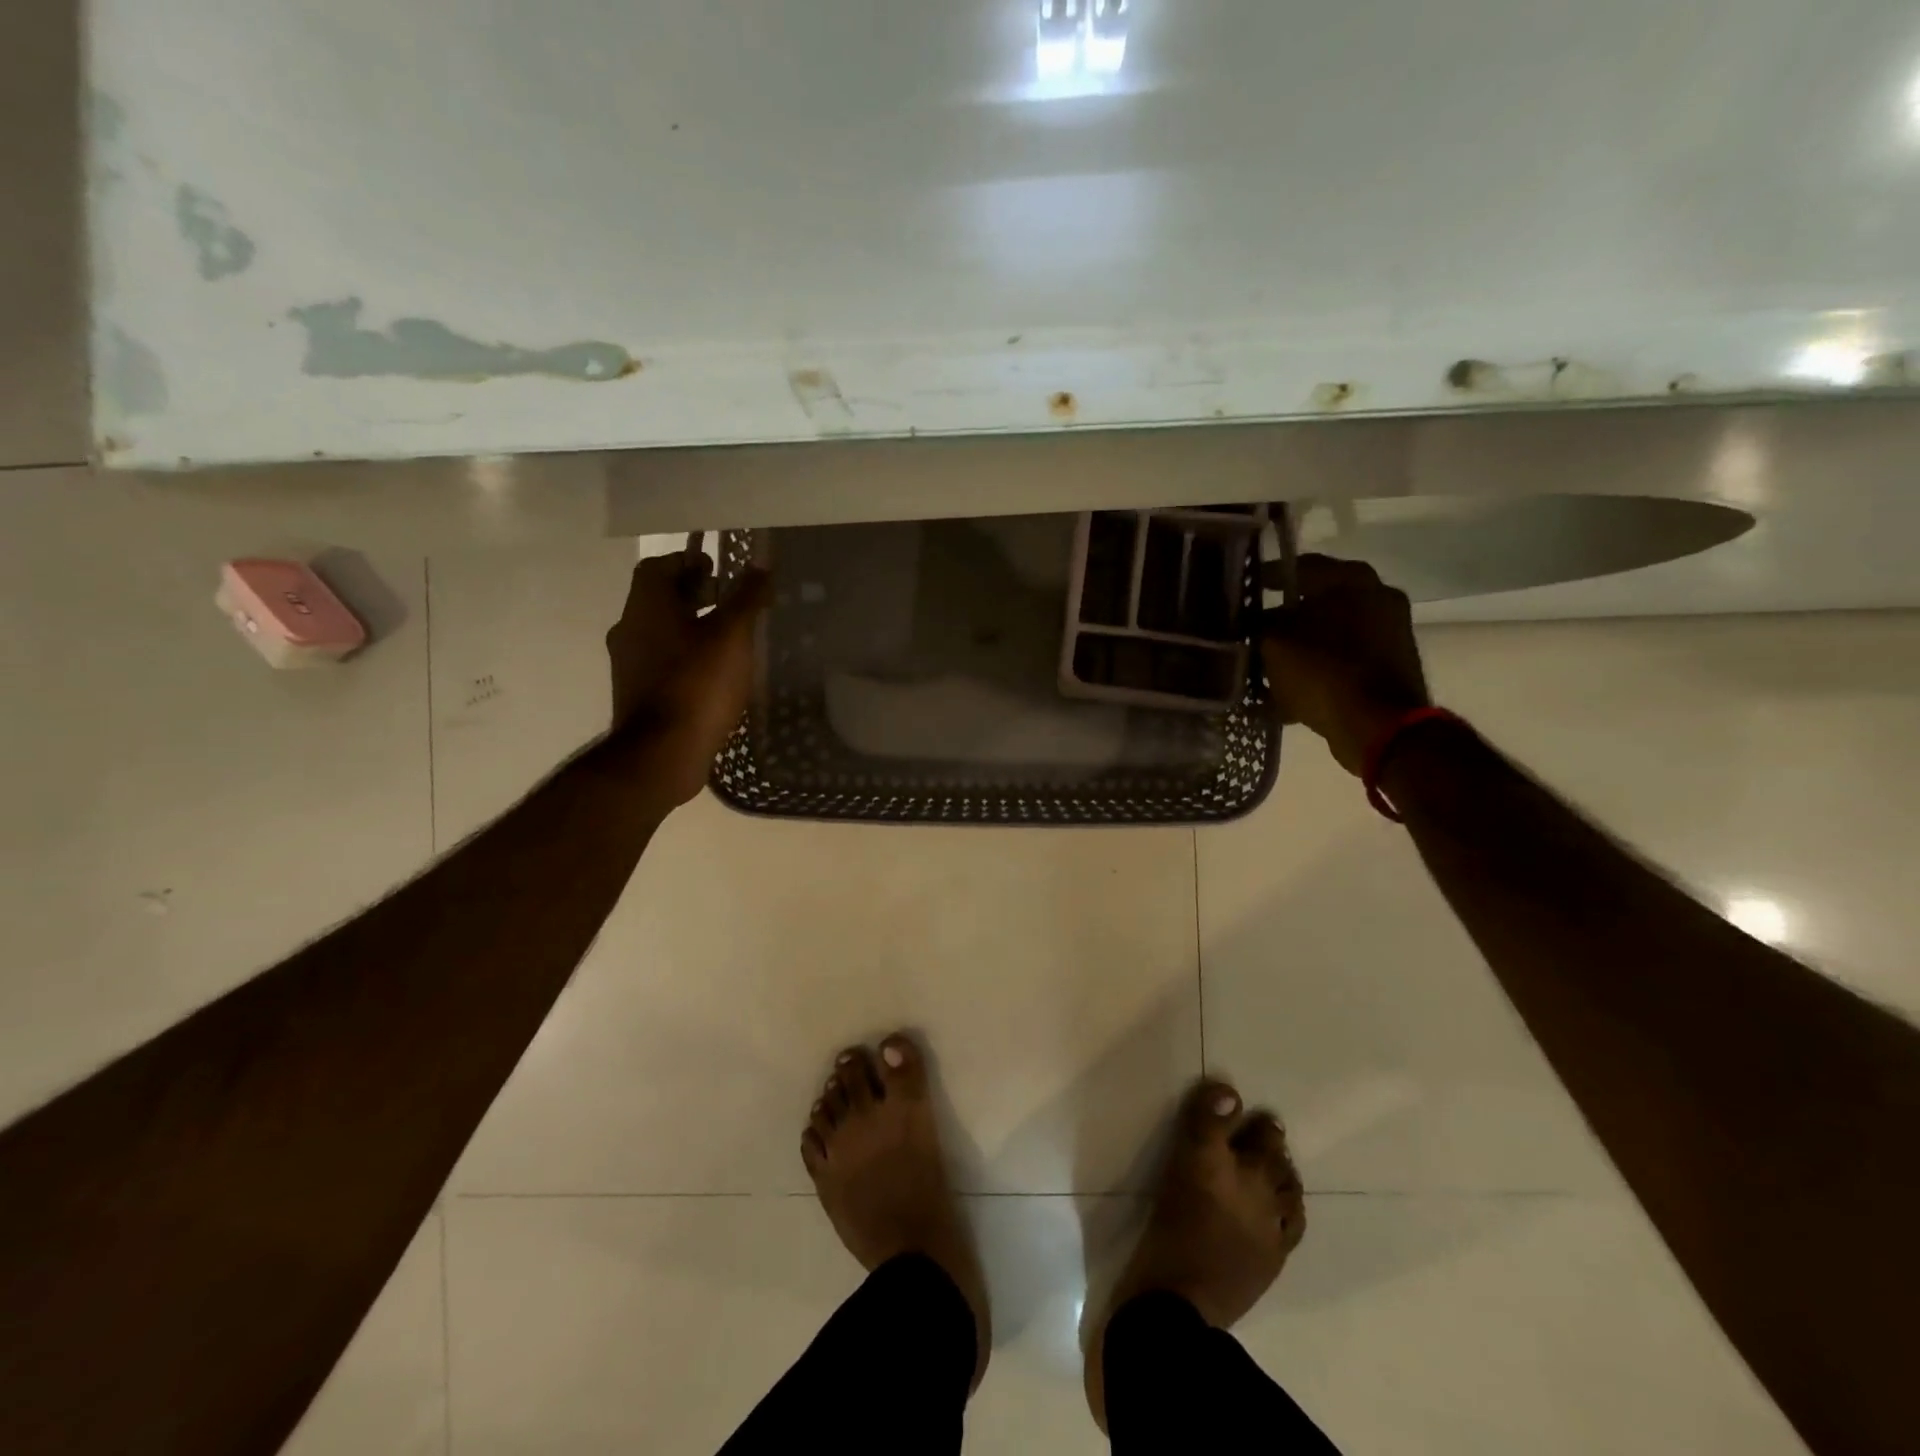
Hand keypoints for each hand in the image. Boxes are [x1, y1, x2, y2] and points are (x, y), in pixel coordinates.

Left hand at [605, 545, 771, 808]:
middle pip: (659, 598)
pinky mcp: (638, 694)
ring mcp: (629, 664)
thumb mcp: (732, 636)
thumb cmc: (698, 684)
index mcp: (646, 606)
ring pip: (661, 631)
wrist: (662, 753)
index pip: (658, 566)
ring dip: (690, 626)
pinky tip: (714, 672)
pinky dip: (685, 655)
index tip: (718, 568)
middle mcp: (629, 629)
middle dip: (693, 593)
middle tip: (730, 601)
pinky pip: (662, 661)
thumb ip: (746, 598)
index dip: (688, 561)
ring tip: (729, 638)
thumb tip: (761, 566)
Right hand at [1261, 555, 1429, 775]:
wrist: (1377, 725)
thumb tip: (1253, 620)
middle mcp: (1377, 596)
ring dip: (1300, 648)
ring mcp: (1389, 632)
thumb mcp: (1272, 643)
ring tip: (1266, 668)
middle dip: (1283, 619)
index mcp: (1351, 579)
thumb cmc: (1321, 671)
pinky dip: (1318, 671)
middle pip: (1316, 602)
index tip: (1243, 593)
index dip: (1266, 579)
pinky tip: (1288, 692)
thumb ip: (1258, 625)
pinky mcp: (1390, 665)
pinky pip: (1342, 661)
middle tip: (1252, 634)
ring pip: (1328, 633)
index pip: (1298, 566)